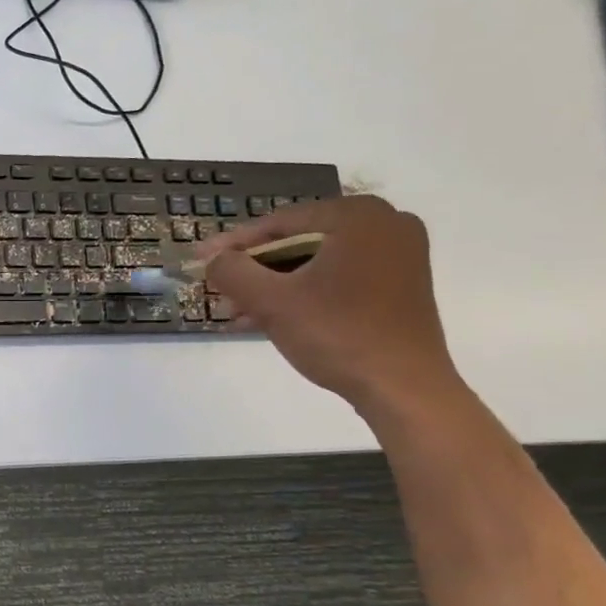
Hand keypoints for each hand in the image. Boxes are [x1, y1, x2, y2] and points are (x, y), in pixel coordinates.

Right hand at [199, 196, 462, 420]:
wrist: (404, 389)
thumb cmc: (337, 334)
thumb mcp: (271, 301)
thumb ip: (231, 271)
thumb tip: (214, 260)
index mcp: (358, 216)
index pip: (279, 223)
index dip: (234, 244)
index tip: (200, 259)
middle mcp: (385, 223)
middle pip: (298, 241)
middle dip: (255, 269)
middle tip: (219, 289)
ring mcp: (398, 254)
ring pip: (316, 262)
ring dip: (275, 285)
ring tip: (239, 312)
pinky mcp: (401, 284)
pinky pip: (339, 277)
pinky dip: (305, 293)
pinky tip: (271, 318)